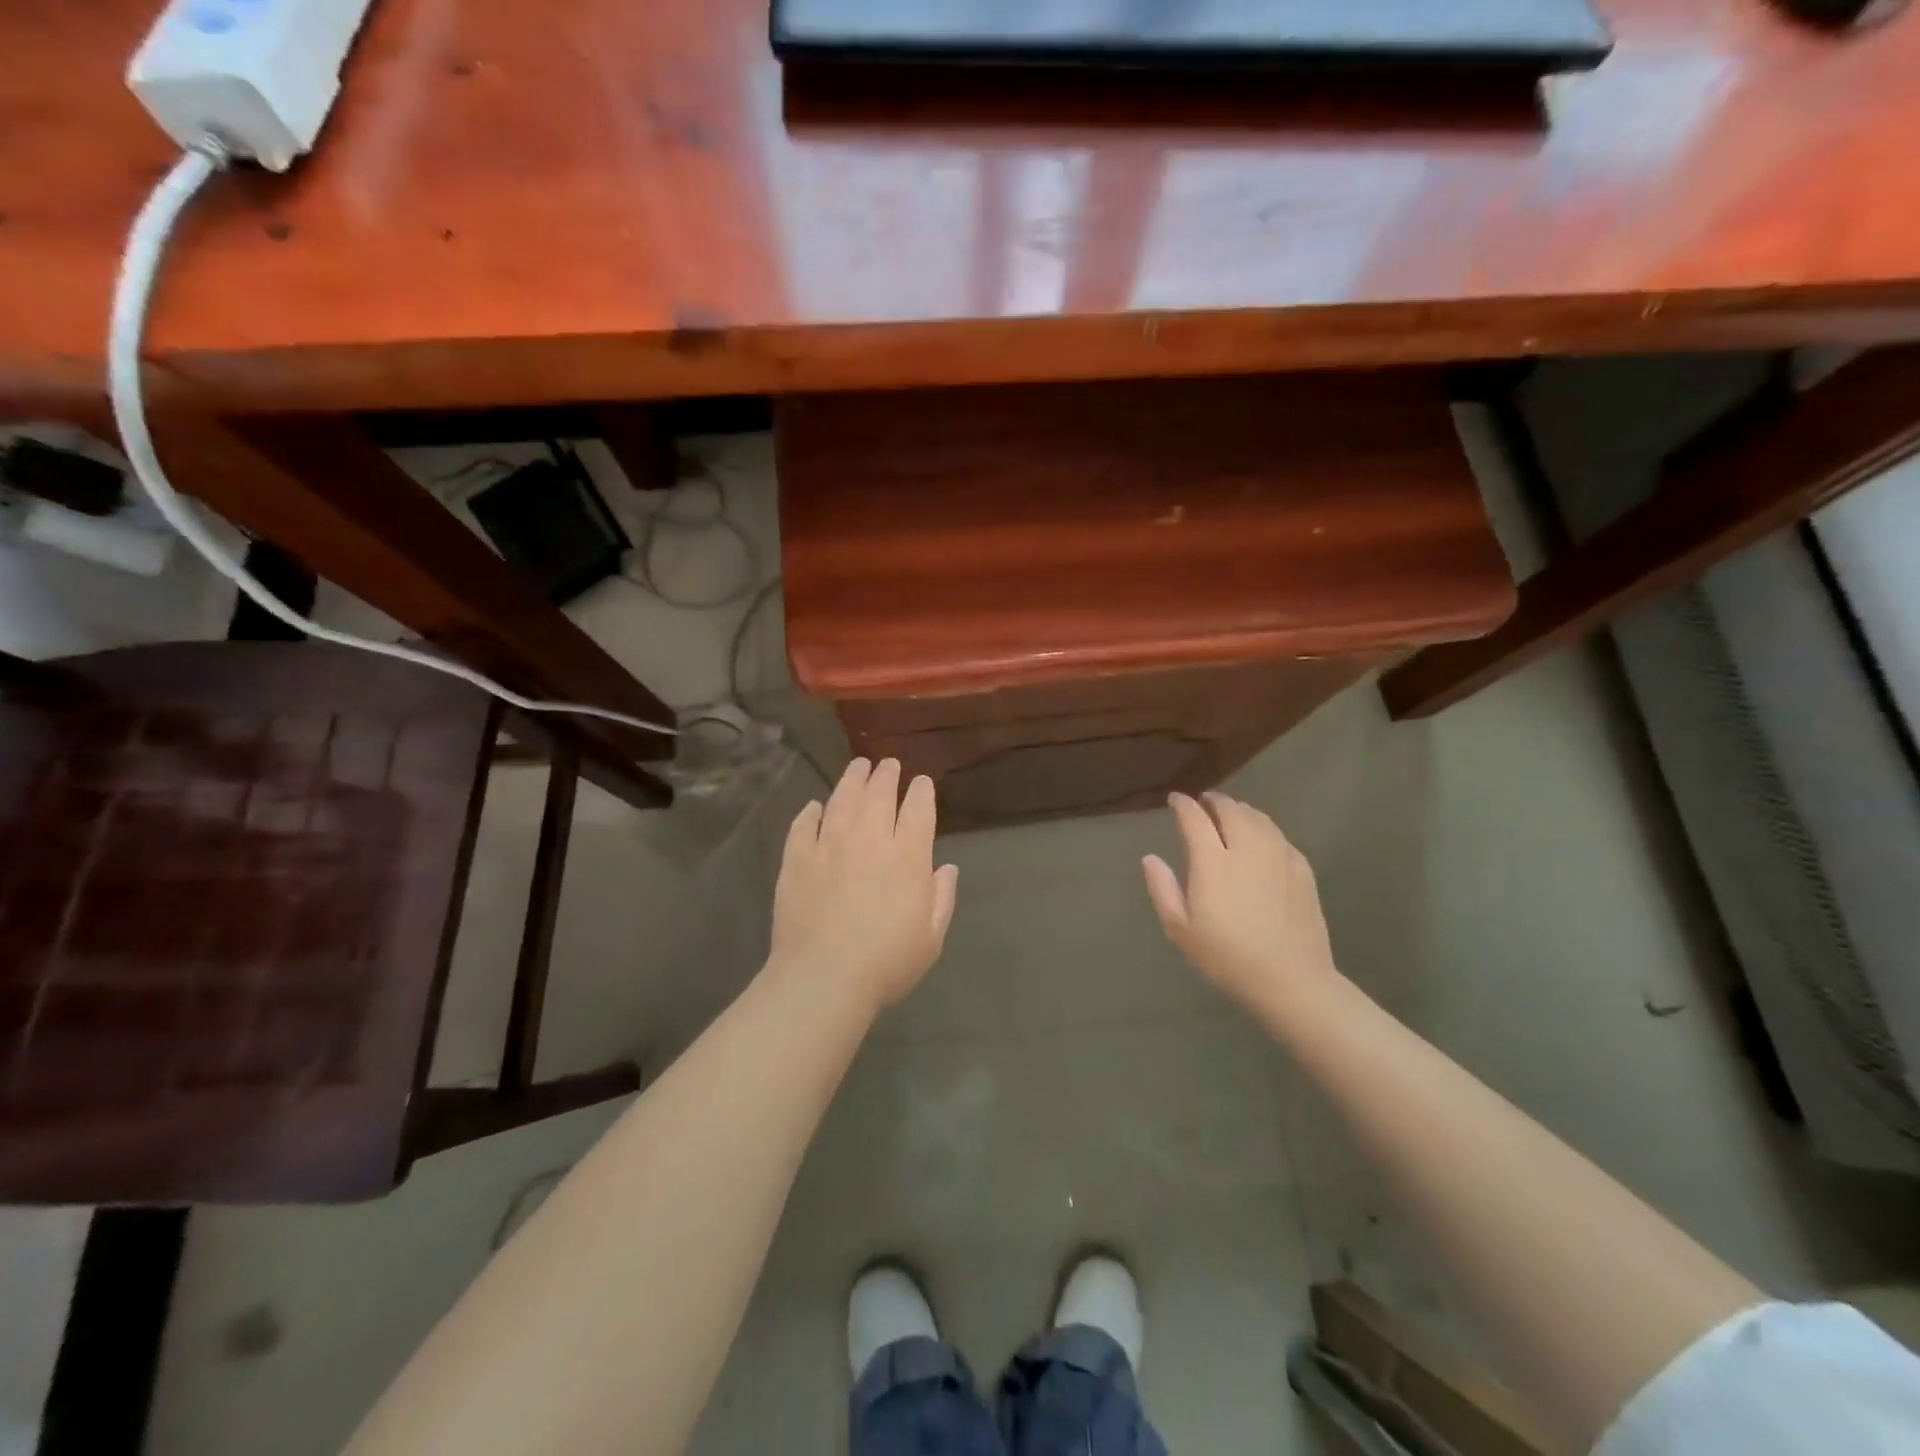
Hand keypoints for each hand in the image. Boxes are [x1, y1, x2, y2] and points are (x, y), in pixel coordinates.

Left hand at [769, 758, 958, 1011]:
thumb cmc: (886, 963)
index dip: (921, 791)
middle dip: (886, 775)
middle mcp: (869, 840)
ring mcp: (829, 845)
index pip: (918, 809)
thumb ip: (942, 898)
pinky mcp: (797, 859)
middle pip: (878, 795)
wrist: (823, 978)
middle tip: (888, 765)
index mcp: (907, 857)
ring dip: (852, 780)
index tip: (921, 782)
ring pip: (842, 799)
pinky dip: (810, 812)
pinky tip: (814, 807)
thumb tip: (946, 868)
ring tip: (858, 766)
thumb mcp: (931, 938)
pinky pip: (803, 826)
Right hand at [1143, 791, 1339, 1015]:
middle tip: (1205, 802)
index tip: (1175, 799)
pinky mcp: (1302, 869)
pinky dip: (1265, 828)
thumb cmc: (1227, 958)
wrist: (1291, 980)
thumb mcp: (1181, 930)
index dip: (1183, 805)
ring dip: (1241, 810)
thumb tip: (1150, 858)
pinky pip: (1279, 836)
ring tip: (1232, 813)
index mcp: (1213, 862)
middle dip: (1214, 801)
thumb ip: (1163, 889)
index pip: (1195, 819)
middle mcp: (1246, 850)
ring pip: (1258, 818)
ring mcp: (1278, 857)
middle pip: (1230, 810)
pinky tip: (1262, 838)